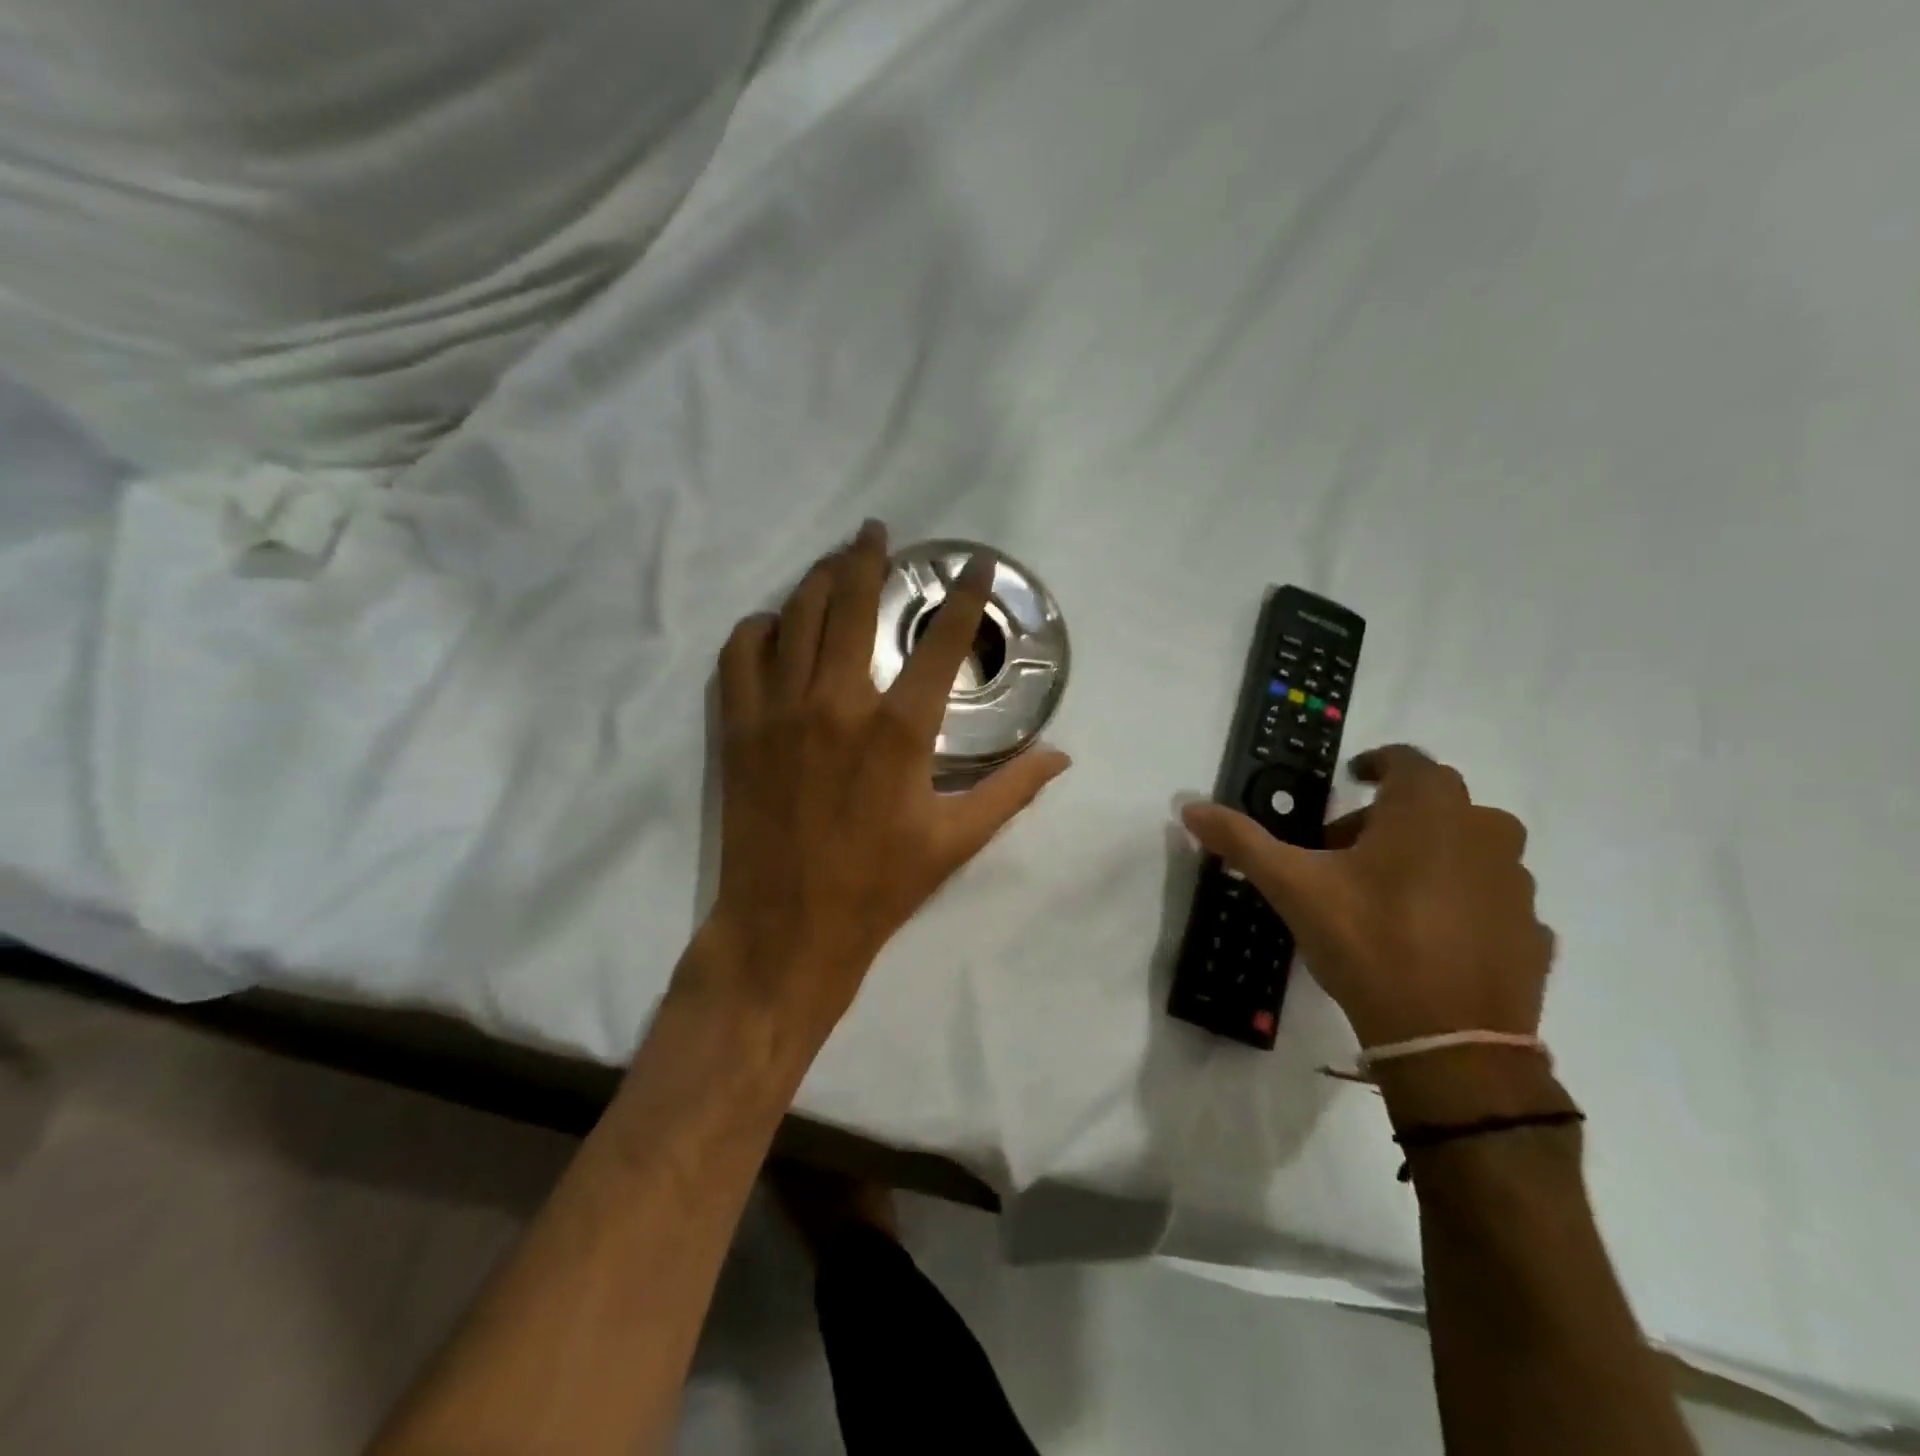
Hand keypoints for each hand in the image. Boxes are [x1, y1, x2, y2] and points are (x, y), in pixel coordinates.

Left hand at [701, 520, 1069, 1045]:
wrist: (787, 927)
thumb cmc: (878, 886)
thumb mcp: (956, 840)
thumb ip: (1012, 790)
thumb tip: (1062, 756)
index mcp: (898, 730)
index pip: (940, 643)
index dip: (964, 597)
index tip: (976, 565)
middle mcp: (837, 703)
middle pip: (849, 602)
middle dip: (866, 556)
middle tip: (876, 531)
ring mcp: (780, 711)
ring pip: (794, 616)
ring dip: (815, 580)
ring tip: (831, 563)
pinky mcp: (739, 728)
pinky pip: (740, 654)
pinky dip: (759, 628)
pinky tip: (775, 625)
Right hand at [1182, 746, 1551, 1048]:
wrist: (1451, 1042)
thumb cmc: (1368, 941)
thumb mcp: (1293, 886)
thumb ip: (1243, 841)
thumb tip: (1190, 807)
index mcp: (1429, 811)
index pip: (1407, 760)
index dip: (1376, 764)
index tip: (1350, 781)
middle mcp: (1484, 833)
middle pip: (1437, 803)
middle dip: (1390, 816)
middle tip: (1345, 849)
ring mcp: (1517, 884)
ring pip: (1470, 847)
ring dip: (1430, 853)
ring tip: (1387, 892)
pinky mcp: (1533, 932)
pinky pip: (1493, 897)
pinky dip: (1463, 899)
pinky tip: (1429, 933)